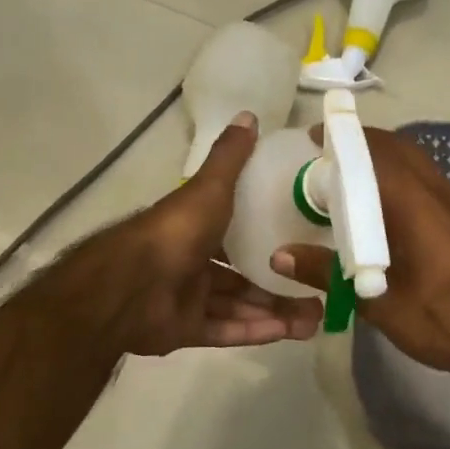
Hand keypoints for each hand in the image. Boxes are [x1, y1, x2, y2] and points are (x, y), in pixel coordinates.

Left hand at [86, 112, 322, 357]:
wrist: (130, 286)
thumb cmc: (176, 231)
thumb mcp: (209, 188)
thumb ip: (230, 158)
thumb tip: (250, 116)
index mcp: (196, 228)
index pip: (238, 232)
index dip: (269, 238)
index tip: (305, 243)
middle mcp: (192, 262)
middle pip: (243, 275)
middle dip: (279, 284)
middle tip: (318, 292)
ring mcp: (187, 298)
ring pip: (238, 306)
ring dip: (275, 311)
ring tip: (315, 318)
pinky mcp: (185, 330)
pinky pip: (225, 331)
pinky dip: (254, 331)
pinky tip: (289, 332)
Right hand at [271, 125, 449, 381]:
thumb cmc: (443, 319)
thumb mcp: (378, 302)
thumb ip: (328, 273)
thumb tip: (280, 255)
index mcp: (412, 203)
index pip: (373, 151)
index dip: (341, 138)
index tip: (310, 139)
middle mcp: (436, 192)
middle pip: (396, 148)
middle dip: (360, 143)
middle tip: (325, 159)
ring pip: (415, 162)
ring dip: (381, 159)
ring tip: (348, 179)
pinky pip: (426, 181)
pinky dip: (399, 178)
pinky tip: (383, 209)